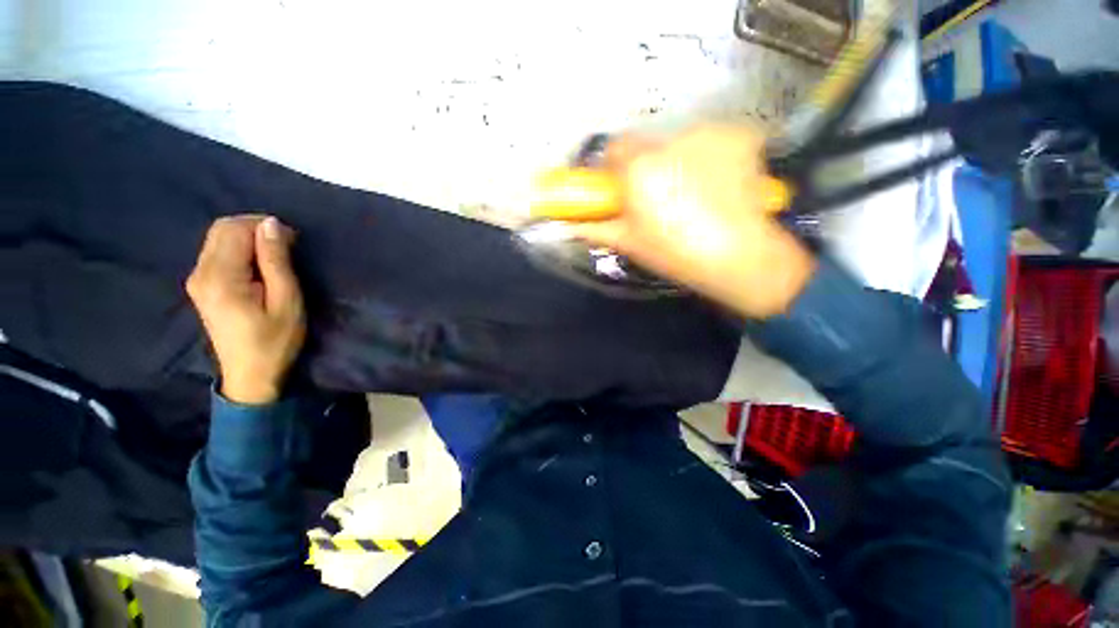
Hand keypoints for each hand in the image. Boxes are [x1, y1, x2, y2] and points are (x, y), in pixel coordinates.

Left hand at [186, 216, 305, 404]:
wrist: (250, 375)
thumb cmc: (275, 340)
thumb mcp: (286, 301)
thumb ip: (276, 262)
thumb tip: (272, 224)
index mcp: (221, 277)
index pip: (234, 229)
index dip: (264, 226)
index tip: (292, 240)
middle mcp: (201, 272)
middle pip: (222, 229)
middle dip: (255, 228)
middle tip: (285, 246)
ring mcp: (197, 279)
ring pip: (218, 238)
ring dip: (249, 238)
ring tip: (275, 257)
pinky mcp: (201, 286)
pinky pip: (217, 252)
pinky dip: (240, 249)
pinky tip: (259, 266)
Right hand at [549, 126, 815, 318]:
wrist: (741, 256)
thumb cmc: (676, 253)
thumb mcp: (629, 243)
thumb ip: (595, 229)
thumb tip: (568, 226)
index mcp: (640, 168)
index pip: (615, 147)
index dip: (615, 166)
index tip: (622, 186)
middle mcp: (671, 141)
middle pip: (649, 144)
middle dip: (648, 165)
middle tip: (659, 196)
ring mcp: (709, 134)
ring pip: (681, 142)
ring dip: (680, 160)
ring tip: (694, 194)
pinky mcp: (740, 135)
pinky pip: (713, 141)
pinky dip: (711, 157)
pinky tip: (720, 183)